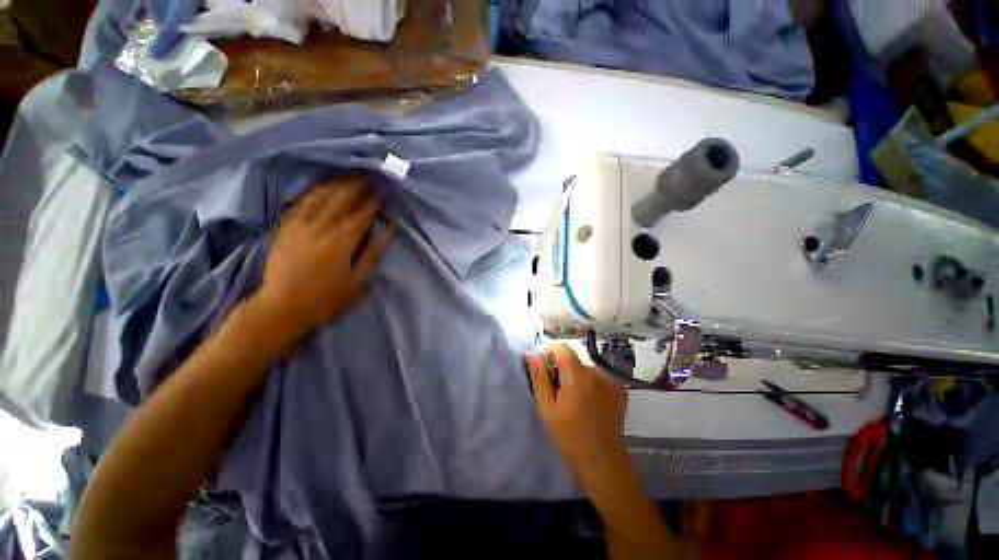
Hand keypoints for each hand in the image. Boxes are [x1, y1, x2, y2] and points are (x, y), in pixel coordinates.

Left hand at [252, 175, 392, 345]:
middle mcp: (321, 226)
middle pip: (342, 197)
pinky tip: (321, 184)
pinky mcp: (285, 226)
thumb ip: (373, 252)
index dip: (374, 199)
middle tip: (370, 173)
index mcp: (342, 240)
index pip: (362, 212)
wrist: (281, 306)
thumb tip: (388, 229)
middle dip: (358, 184)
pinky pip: (300, 201)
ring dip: (337, 182)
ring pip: (321, 194)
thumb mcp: (358, 280)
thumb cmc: (326, 298)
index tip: (383, 188)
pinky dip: (313, 189)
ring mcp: (300, 223)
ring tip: (350, 174)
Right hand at [525, 345, 629, 489]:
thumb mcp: (547, 407)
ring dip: (576, 375)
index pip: (561, 348)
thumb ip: (538, 377)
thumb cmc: (569, 437)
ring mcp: (611, 380)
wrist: (603, 462)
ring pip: (585, 367)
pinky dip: (590, 382)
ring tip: (574, 400)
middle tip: (558, 392)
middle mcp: (597, 372)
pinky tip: (589, 403)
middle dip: (562, 368)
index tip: (544, 372)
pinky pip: (598, 376)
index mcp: (578, 376)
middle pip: (574, 358)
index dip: (549, 354)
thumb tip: (530, 353)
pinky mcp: (620, 389)